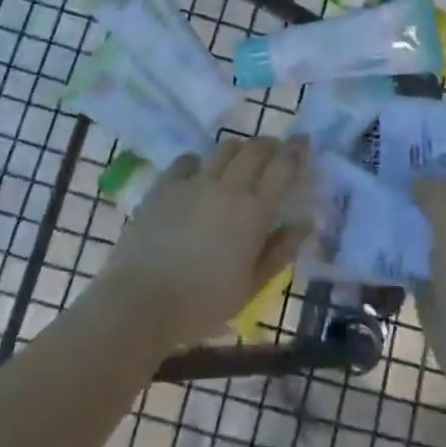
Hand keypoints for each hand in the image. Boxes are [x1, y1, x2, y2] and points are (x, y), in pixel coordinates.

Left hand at [96, 136, 309, 350]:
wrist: (141, 301)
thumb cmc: (203, 304)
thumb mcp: (250, 287)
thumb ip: (279, 251)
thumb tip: (304, 224)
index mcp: (254, 211)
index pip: (283, 167)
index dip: (296, 151)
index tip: (303, 142)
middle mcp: (227, 186)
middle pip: (255, 149)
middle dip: (269, 146)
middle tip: (274, 153)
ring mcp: (193, 181)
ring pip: (224, 148)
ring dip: (238, 150)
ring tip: (240, 162)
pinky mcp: (165, 184)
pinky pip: (188, 160)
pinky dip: (200, 162)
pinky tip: (199, 175)